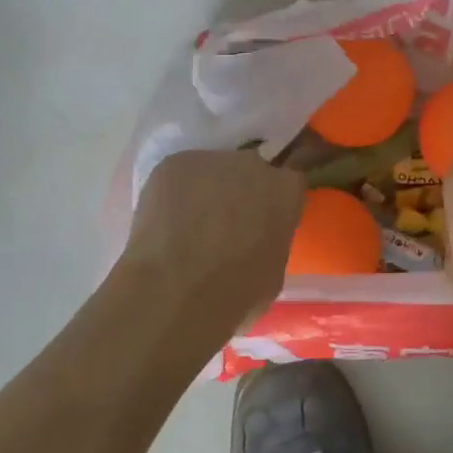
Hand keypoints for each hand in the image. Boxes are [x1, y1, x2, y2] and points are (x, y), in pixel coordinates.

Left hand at [118, 150, 304, 331]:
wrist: (177, 290)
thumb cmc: (236, 293)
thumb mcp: (274, 271)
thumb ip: (271, 239)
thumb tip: (257, 238)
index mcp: (286, 190)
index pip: (288, 179)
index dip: (272, 198)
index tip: (261, 217)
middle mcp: (254, 164)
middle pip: (248, 170)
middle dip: (239, 192)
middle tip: (223, 225)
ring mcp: (212, 160)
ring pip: (211, 172)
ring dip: (205, 192)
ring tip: (187, 227)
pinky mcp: (175, 163)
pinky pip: (178, 176)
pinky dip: (173, 194)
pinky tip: (164, 223)